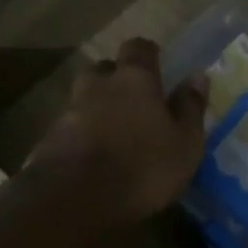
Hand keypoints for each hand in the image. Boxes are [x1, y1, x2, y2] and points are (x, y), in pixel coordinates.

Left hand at [25, 37, 207, 228]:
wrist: (75, 199)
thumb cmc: (143, 167)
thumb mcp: (185, 143)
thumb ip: (190, 107)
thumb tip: (198, 75)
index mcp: (134, 79)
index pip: (139, 48)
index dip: (148, 55)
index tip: (157, 67)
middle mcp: (97, 86)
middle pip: (104, 70)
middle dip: (116, 79)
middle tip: (133, 101)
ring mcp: (69, 111)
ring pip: (84, 99)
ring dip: (97, 109)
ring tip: (114, 134)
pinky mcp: (49, 140)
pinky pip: (70, 129)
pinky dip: (82, 136)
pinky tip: (93, 158)